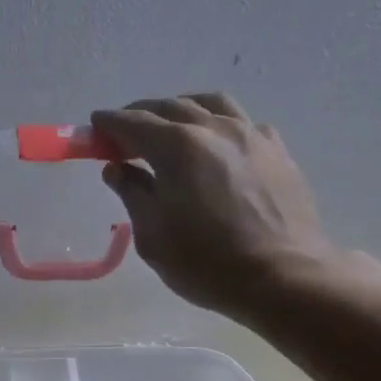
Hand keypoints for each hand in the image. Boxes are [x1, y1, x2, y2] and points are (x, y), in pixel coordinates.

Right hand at [92, 92, 337, 322]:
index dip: (110, 123)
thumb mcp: (153, 236)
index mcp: (178, 147)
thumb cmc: (208, 263)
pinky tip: (218, 144)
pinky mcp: (277, 150)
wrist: (284, 277)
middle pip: (170, 107)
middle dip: (141, 115)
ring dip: (183, 108)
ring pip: (211, 103)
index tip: (95, 126)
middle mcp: (214, 128)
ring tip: (172, 124)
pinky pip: (243, 123)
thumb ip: (132, 194)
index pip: (134, 123)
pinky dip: (220, 124)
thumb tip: (117, 168)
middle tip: (125, 132)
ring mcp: (251, 135)